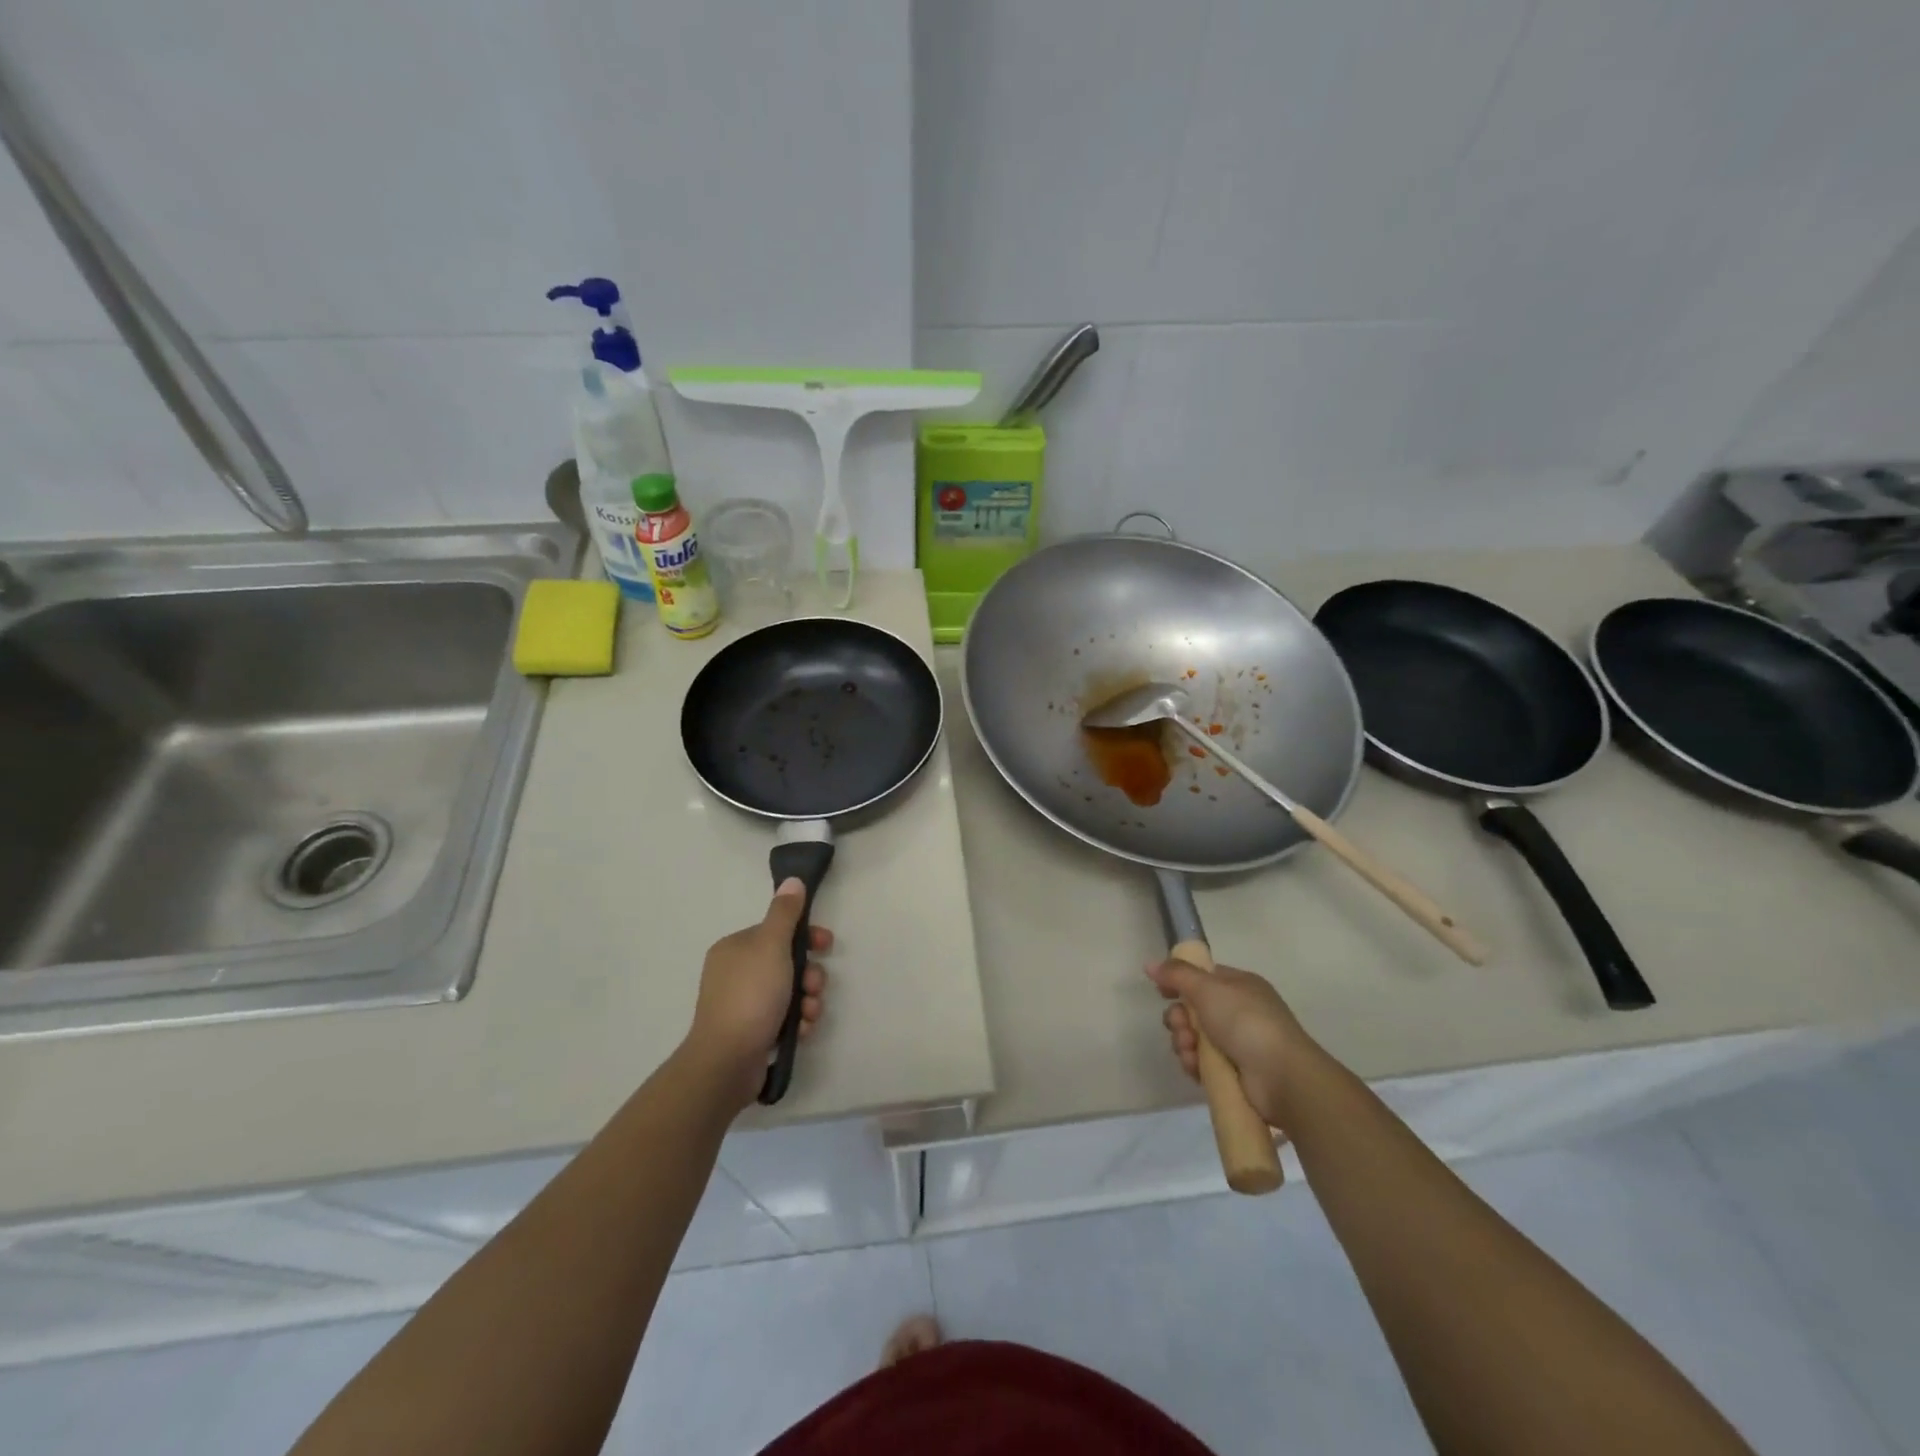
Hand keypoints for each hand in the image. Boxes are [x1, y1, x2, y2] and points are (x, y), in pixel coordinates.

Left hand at [686, 879, 830, 1109]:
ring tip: (808, 1015)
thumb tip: (792, 880)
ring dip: (808, 1001)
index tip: (826, 945)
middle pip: (787, 963)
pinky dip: (797, 1022)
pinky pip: (784, 1018)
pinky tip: (800, 1032)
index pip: (777, 932)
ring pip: (790, 992)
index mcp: (735, 948)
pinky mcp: (751, 1033)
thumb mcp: (771, 945)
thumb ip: (785, 913)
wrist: (727, 1061)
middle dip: (810, 975)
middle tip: (815, 987)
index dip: (805, 937)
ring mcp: (742, 1005)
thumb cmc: (751, 995)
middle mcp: (736, 973)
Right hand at [1147, 958, 1308, 1127]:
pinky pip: (1201, 1063)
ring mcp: (1237, 1043)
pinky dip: (1194, 1064)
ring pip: (1194, 1038)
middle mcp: (1238, 1012)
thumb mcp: (1208, 988)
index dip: (1179, 983)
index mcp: (1239, 986)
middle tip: (1181, 1026)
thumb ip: (1177, 974)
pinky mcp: (1233, 1072)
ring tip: (1190, 1050)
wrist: (1281, 1077)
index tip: (1162, 992)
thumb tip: (1150, 964)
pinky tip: (1195, 1067)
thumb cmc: (1246, 1022)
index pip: (1202, 978)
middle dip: (1179, 1018)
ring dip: (1184, 1042)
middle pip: (1193, 1009)